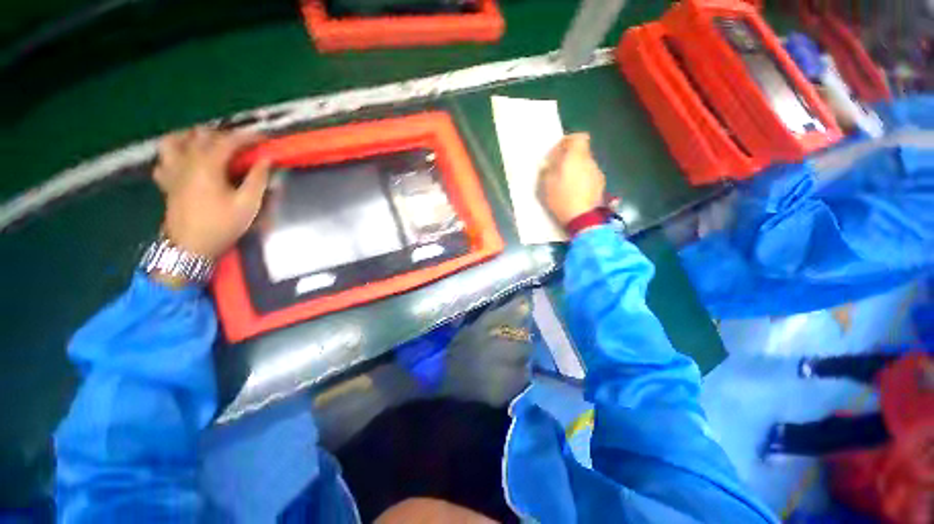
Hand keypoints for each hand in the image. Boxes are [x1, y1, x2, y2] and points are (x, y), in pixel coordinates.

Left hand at [155, 127, 270, 258]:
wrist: (191, 247)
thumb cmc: (222, 225)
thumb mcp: (248, 204)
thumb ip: (257, 179)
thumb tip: (266, 159)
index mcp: (207, 165)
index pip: (228, 141)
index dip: (248, 137)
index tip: (264, 139)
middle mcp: (186, 162)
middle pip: (202, 135)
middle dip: (224, 135)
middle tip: (242, 145)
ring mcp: (172, 171)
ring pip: (174, 140)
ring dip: (191, 137)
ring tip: (207, 143)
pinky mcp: (166, 182)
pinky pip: (163, 160)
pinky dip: (174, 154)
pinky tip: (185, 160)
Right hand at [538, 133, 605, 226]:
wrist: (581, 217)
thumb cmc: (561, 198)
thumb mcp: (547, 184)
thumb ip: (547, 169)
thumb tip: (548, 162)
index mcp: (576, 157)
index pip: (579, 137)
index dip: (568, 141)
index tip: (558, 151)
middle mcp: (589, 161)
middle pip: (581, 151)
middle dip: (570, 157)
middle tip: (558, 169)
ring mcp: (597, 173)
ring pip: (585, 164)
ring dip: (576, 169)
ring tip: (566, 182)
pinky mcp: (601, 185)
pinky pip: (589, 175)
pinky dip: (582, 178)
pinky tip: (575, 191)